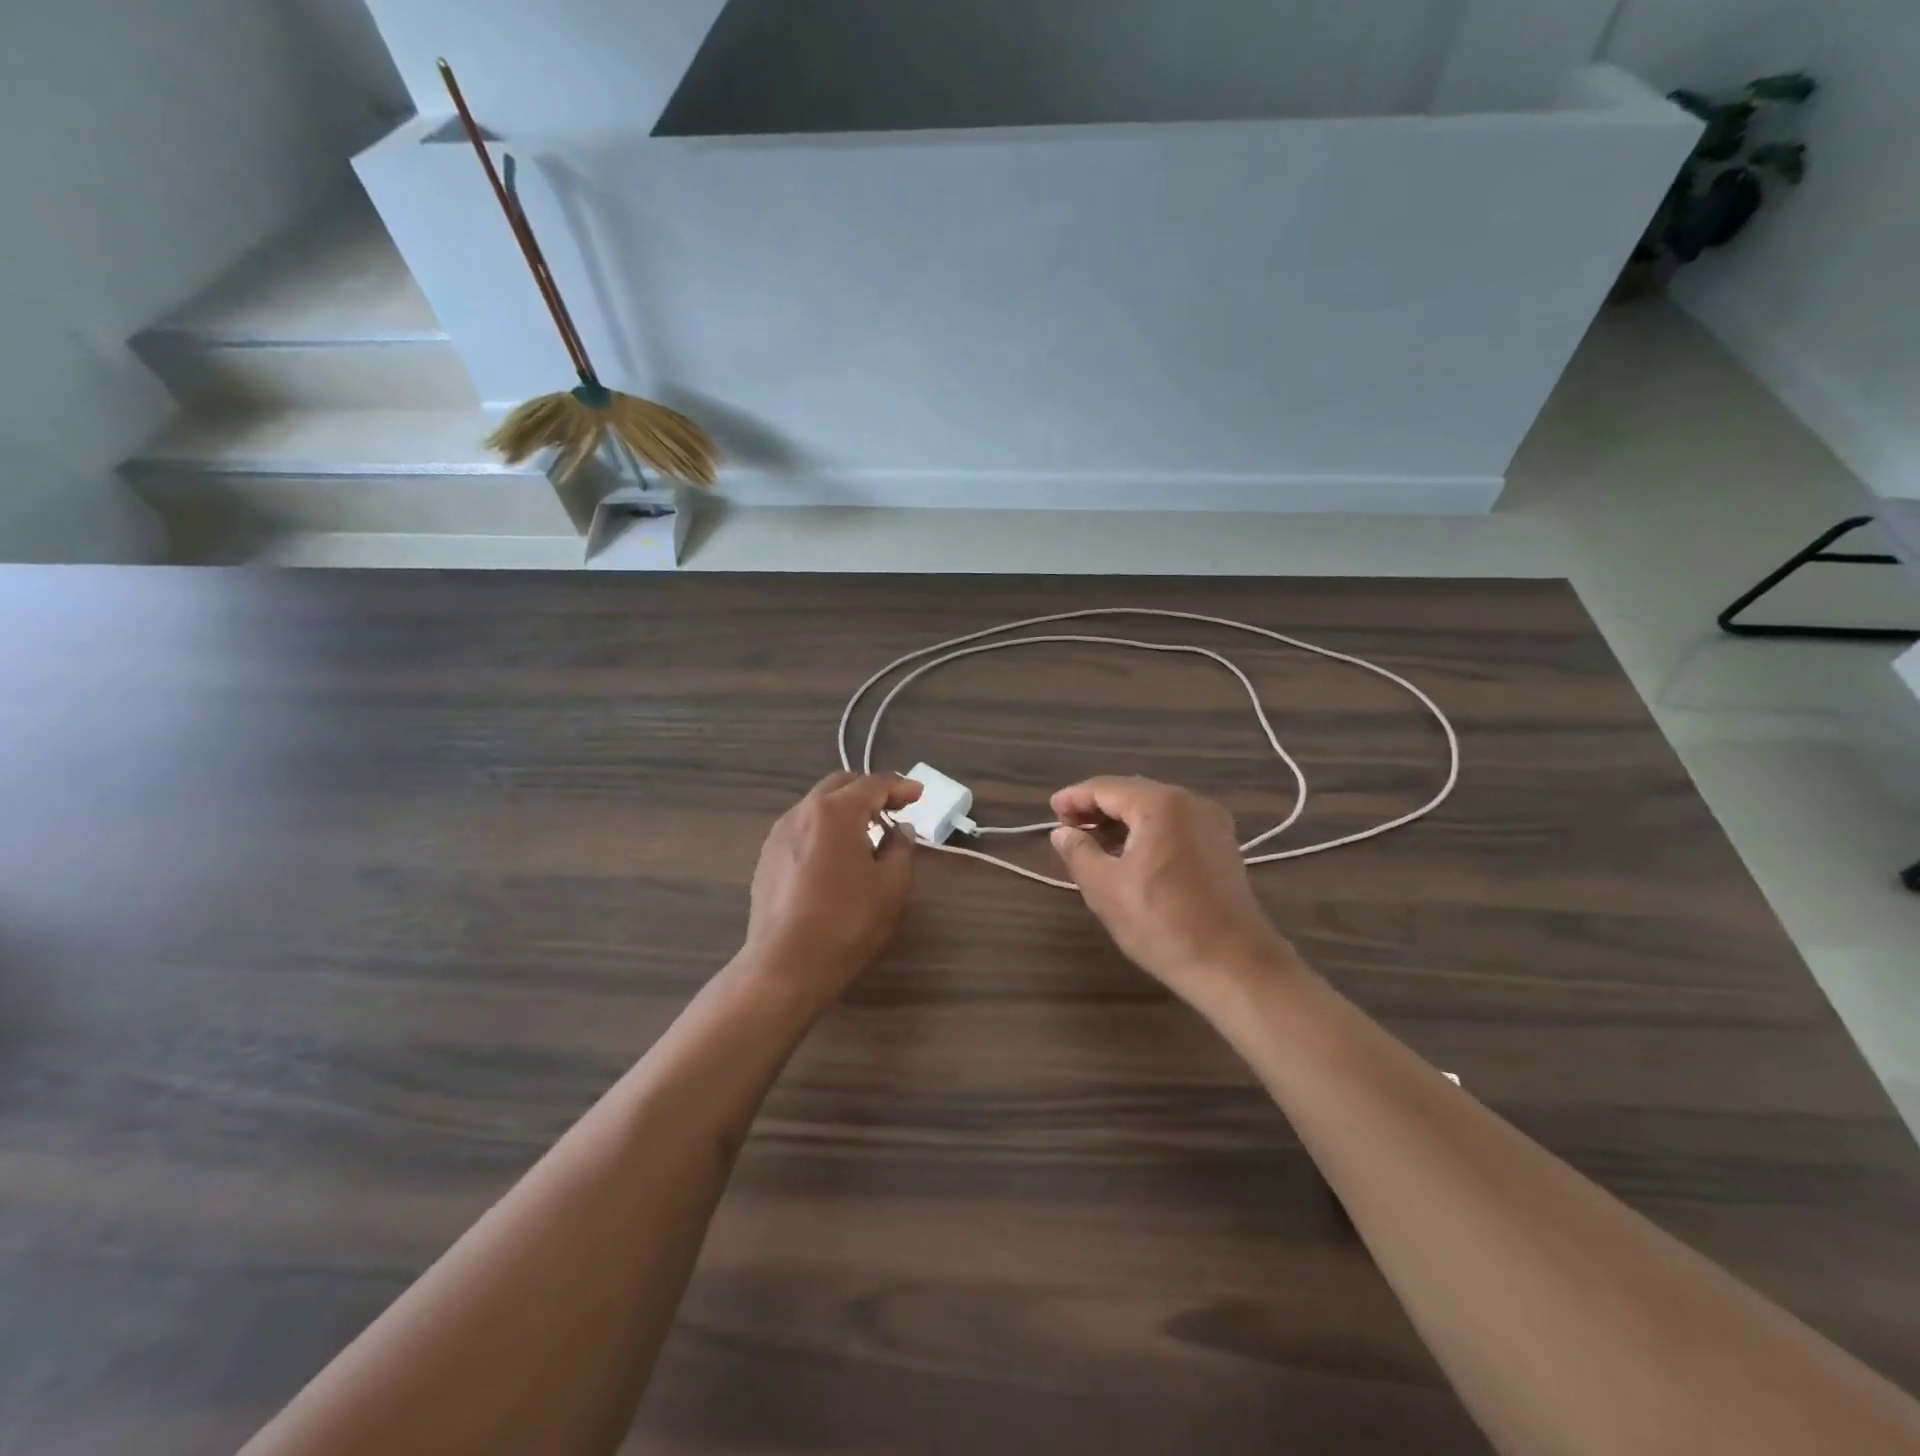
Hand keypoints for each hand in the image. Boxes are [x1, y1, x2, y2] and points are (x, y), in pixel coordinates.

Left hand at [742, 773, 921, 1005]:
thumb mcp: (891, 886)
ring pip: (816, 806)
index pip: (873, 784)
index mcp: (835, 812)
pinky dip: (825, 830)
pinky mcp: (766, 859)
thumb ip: (901, 849)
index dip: (900, 786)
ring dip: (845, 810)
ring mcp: (778, 835)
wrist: (785, 967)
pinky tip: (836, 857)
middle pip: (840, 785)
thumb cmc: (846, 923)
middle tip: (894, 808)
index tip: (918, 794)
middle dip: (869, 791)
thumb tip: (899, 831)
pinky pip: (802, 829)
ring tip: (866, 834)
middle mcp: (802, 813)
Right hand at [1050, 777, 1298, 998]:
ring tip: (1091, 844)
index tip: (1051, 811)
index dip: (1074, 798)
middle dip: (1096, 808)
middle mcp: (1190, 802)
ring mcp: (1212, 824)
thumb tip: (1062, 833)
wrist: (1234, 965)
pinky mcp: (1221, 847)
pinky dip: (1146, 833)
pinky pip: (1174, 826)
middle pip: (1132, 794)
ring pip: (1154, 810)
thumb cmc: (1163, 923)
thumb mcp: (1106, 888)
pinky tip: (1127, 856)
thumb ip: (1078, 852)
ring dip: (1120, 822)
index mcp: (1161, 804)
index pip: (1106, 788)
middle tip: (1066, 827)